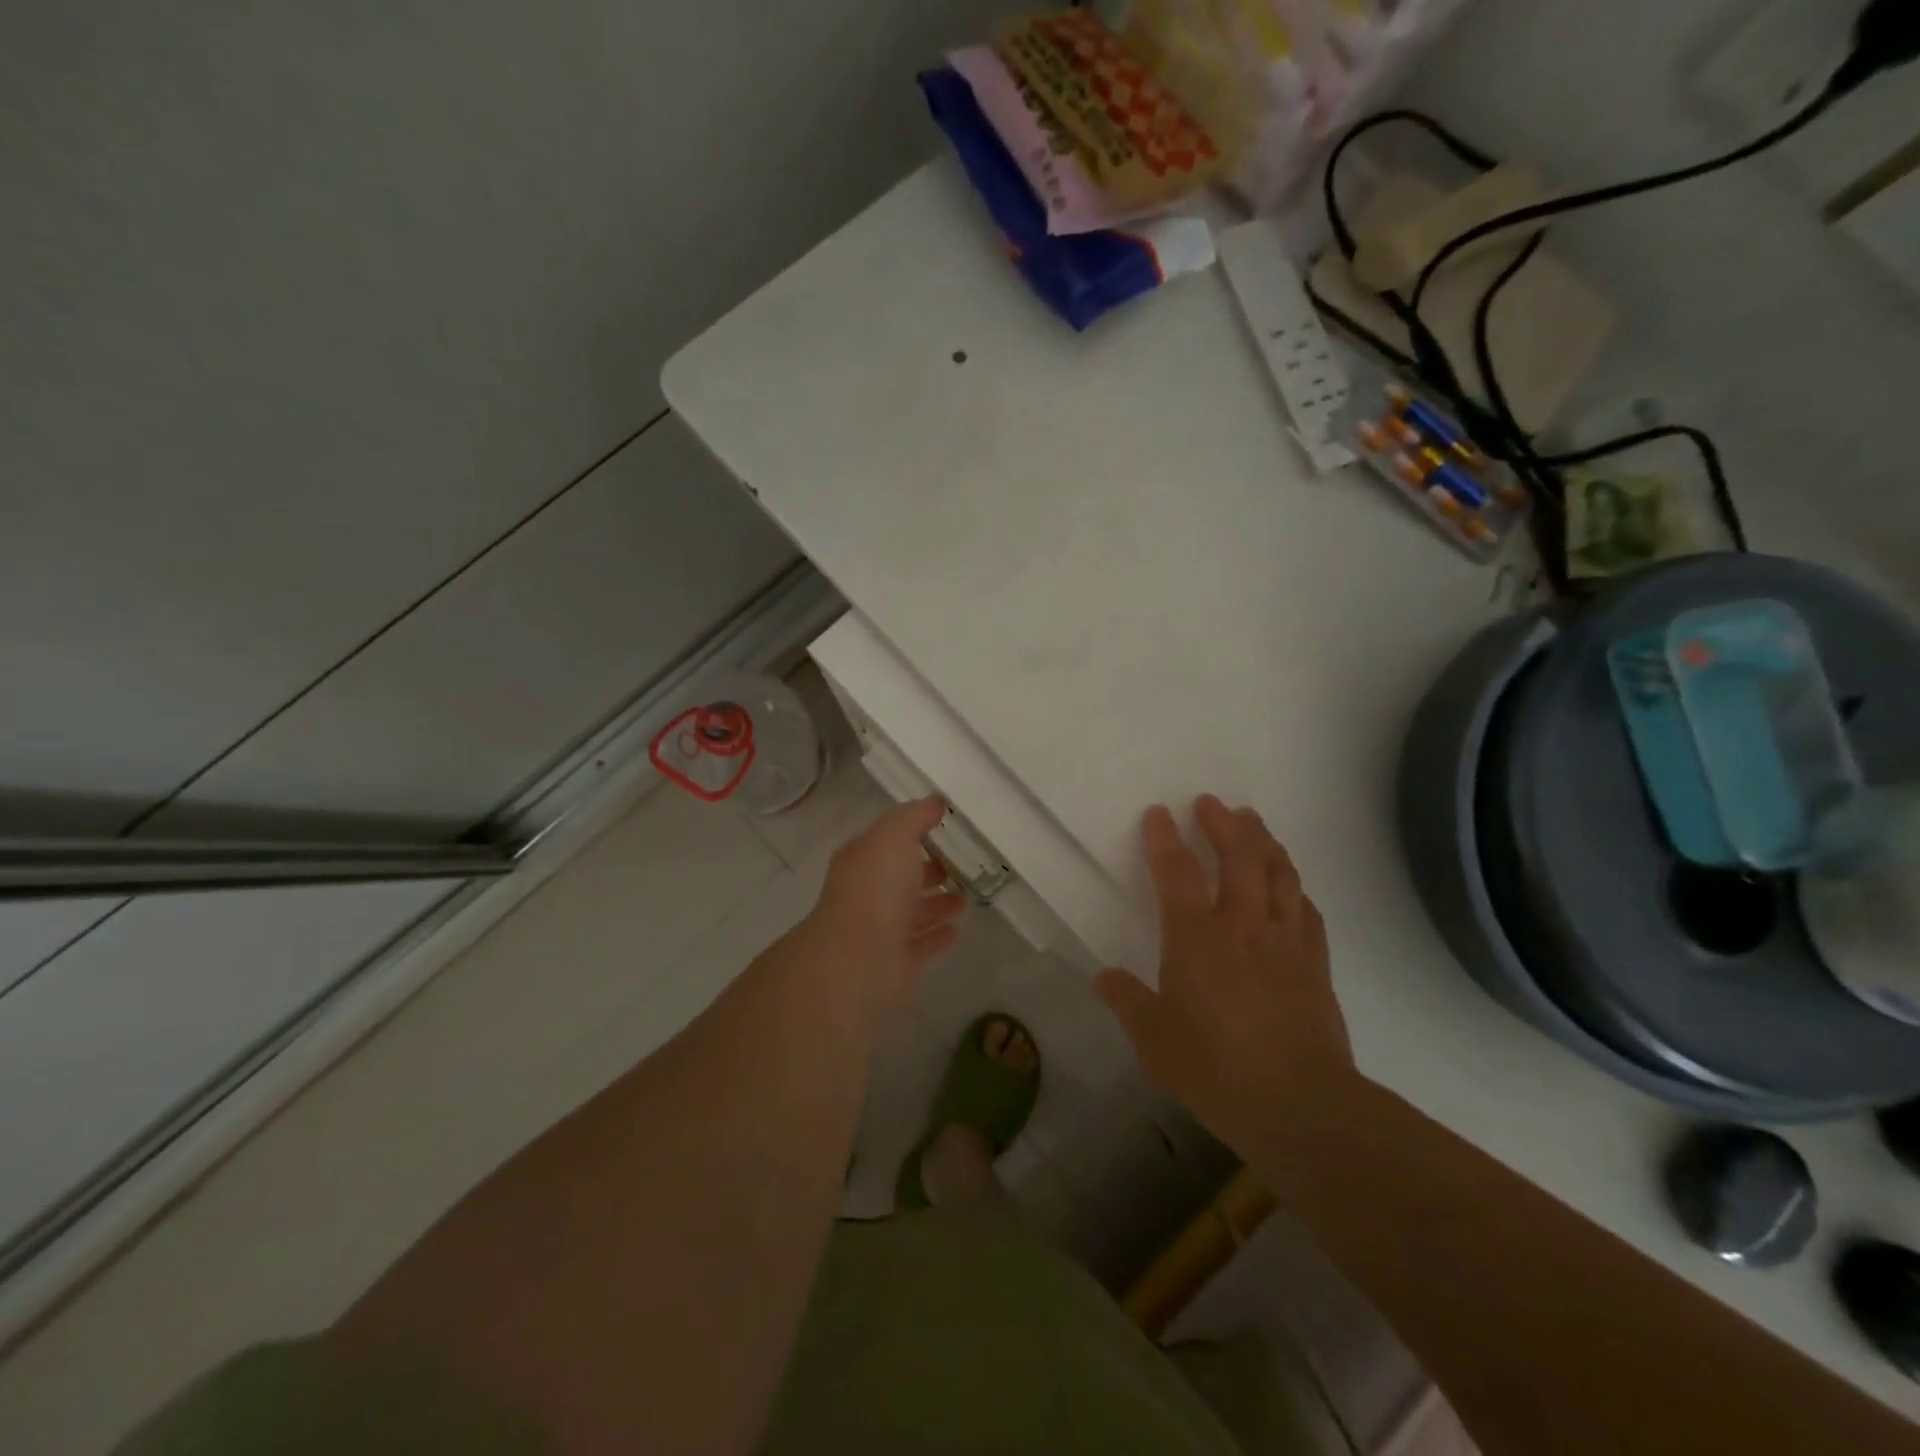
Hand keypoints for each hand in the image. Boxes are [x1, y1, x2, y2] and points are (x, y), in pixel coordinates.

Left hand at [800, 797, 965, 1015]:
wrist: (859, 959)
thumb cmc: (875, 889)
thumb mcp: (894, 837)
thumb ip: (914, 817)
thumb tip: (935, 802)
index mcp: (862, 860)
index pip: (887, 841)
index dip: (911, 831)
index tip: (943, 826)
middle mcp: (868, 893)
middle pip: (900, 877)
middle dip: (926, 869)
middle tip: (958, 864)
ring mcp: (881, 929)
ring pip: (912, 911)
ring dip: (935, 904)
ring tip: (964, 898)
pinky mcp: (897, 961)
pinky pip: (921, 944)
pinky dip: (936, 936)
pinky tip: (956, 930)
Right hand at [1095, 795, 1352, 1148]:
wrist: (1301, 1106)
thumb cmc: (1216, 1070)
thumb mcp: (1155, 1040)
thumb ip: (1128, 1002)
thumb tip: (1103, 977)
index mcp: (1197, 939)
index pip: (1178, 874)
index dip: (1165, 840)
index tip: (1159, 813)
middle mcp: (1243, 927)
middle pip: (1238, 858)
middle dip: (1223, 824)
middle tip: (1211, 803)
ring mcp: (1285, 942)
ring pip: (1278, 874)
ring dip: (1263, 841)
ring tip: (1253, 821)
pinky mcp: (1315, 963)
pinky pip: (1305, 908)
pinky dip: (1294, 885)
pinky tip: (1289, 882)